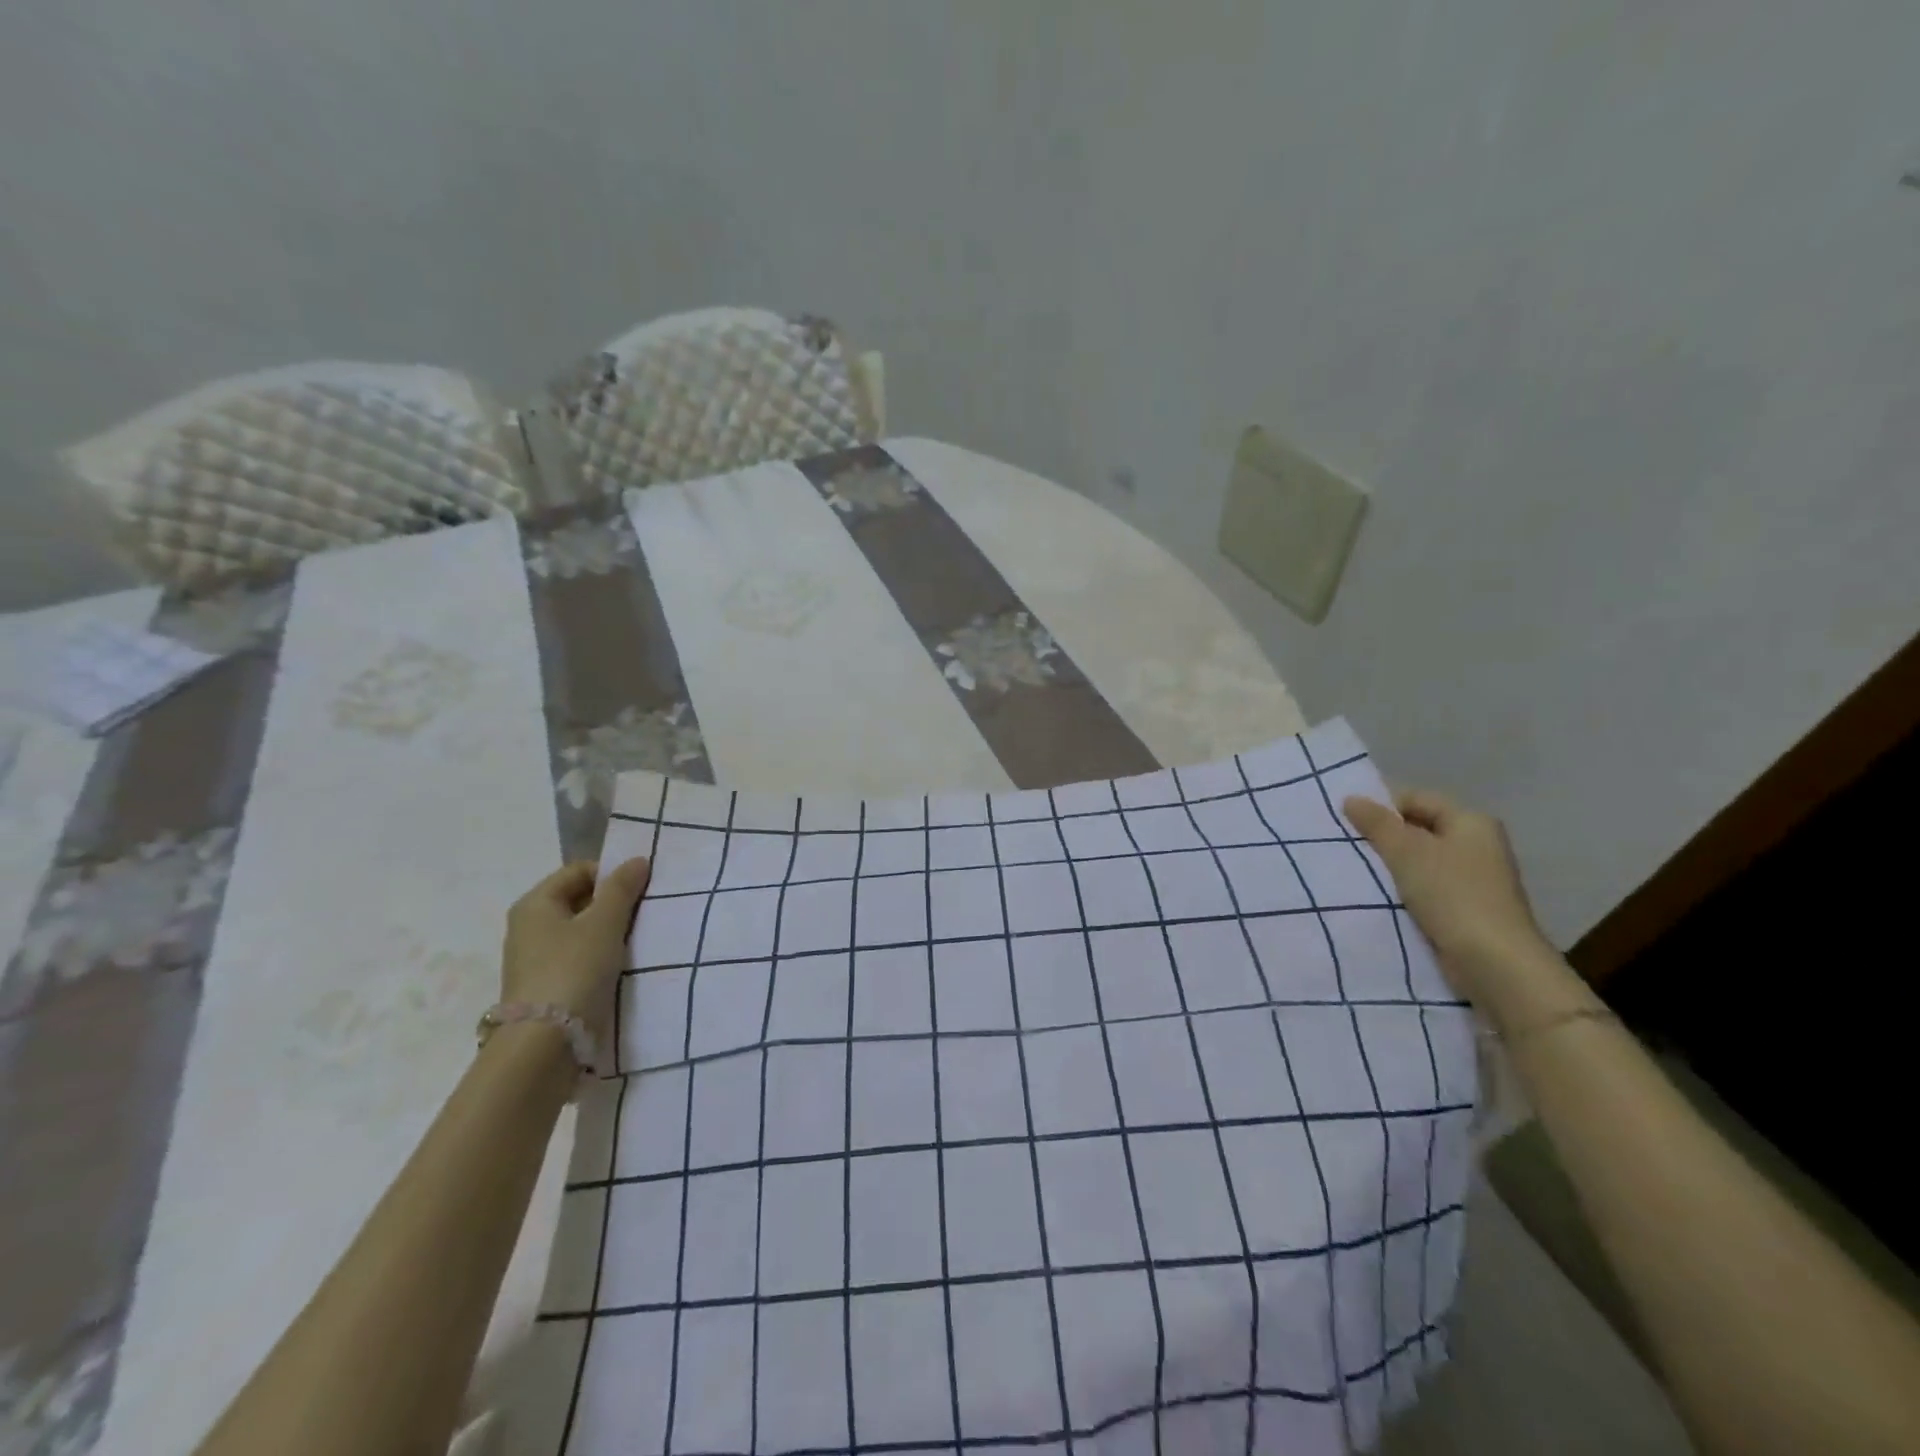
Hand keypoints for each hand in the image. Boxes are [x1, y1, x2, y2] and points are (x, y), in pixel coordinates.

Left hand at [500, 859, 651, 1039]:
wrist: (545, 1044)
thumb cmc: (574, 970)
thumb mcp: (604, 923)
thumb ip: (622, 889)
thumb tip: (636, 860)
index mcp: (535, 904)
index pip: (580, 871)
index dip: (611, 875)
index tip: (640, 891)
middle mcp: (529, 926)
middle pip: (580, 900)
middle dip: (613, 904)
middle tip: (644, 915)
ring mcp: (536, 958)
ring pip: (582, 931)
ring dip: (610, 932)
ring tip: (637, 941)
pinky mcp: (547, 986)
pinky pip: (579, 957)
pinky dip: (601, 956)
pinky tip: (620, 967)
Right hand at [1343, 790, 1550, 1001]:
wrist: (1495, 963)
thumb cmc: (1452, 895)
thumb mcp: (1406, 852)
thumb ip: (1377, 823)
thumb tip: (1351, 798)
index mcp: (1471, 822)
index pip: (1417, 799)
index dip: (1382, 806)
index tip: (1349, 823)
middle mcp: (1478, 845)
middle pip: (1420, 829)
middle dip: (1384, 837)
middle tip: (1348, 846)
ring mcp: (1475, 879)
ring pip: (1421, 861)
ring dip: (1392, 867)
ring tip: (1358, 872)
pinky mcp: (1467, 909)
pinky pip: (1427, 888)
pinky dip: (1404, 890)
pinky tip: (1380, 897)